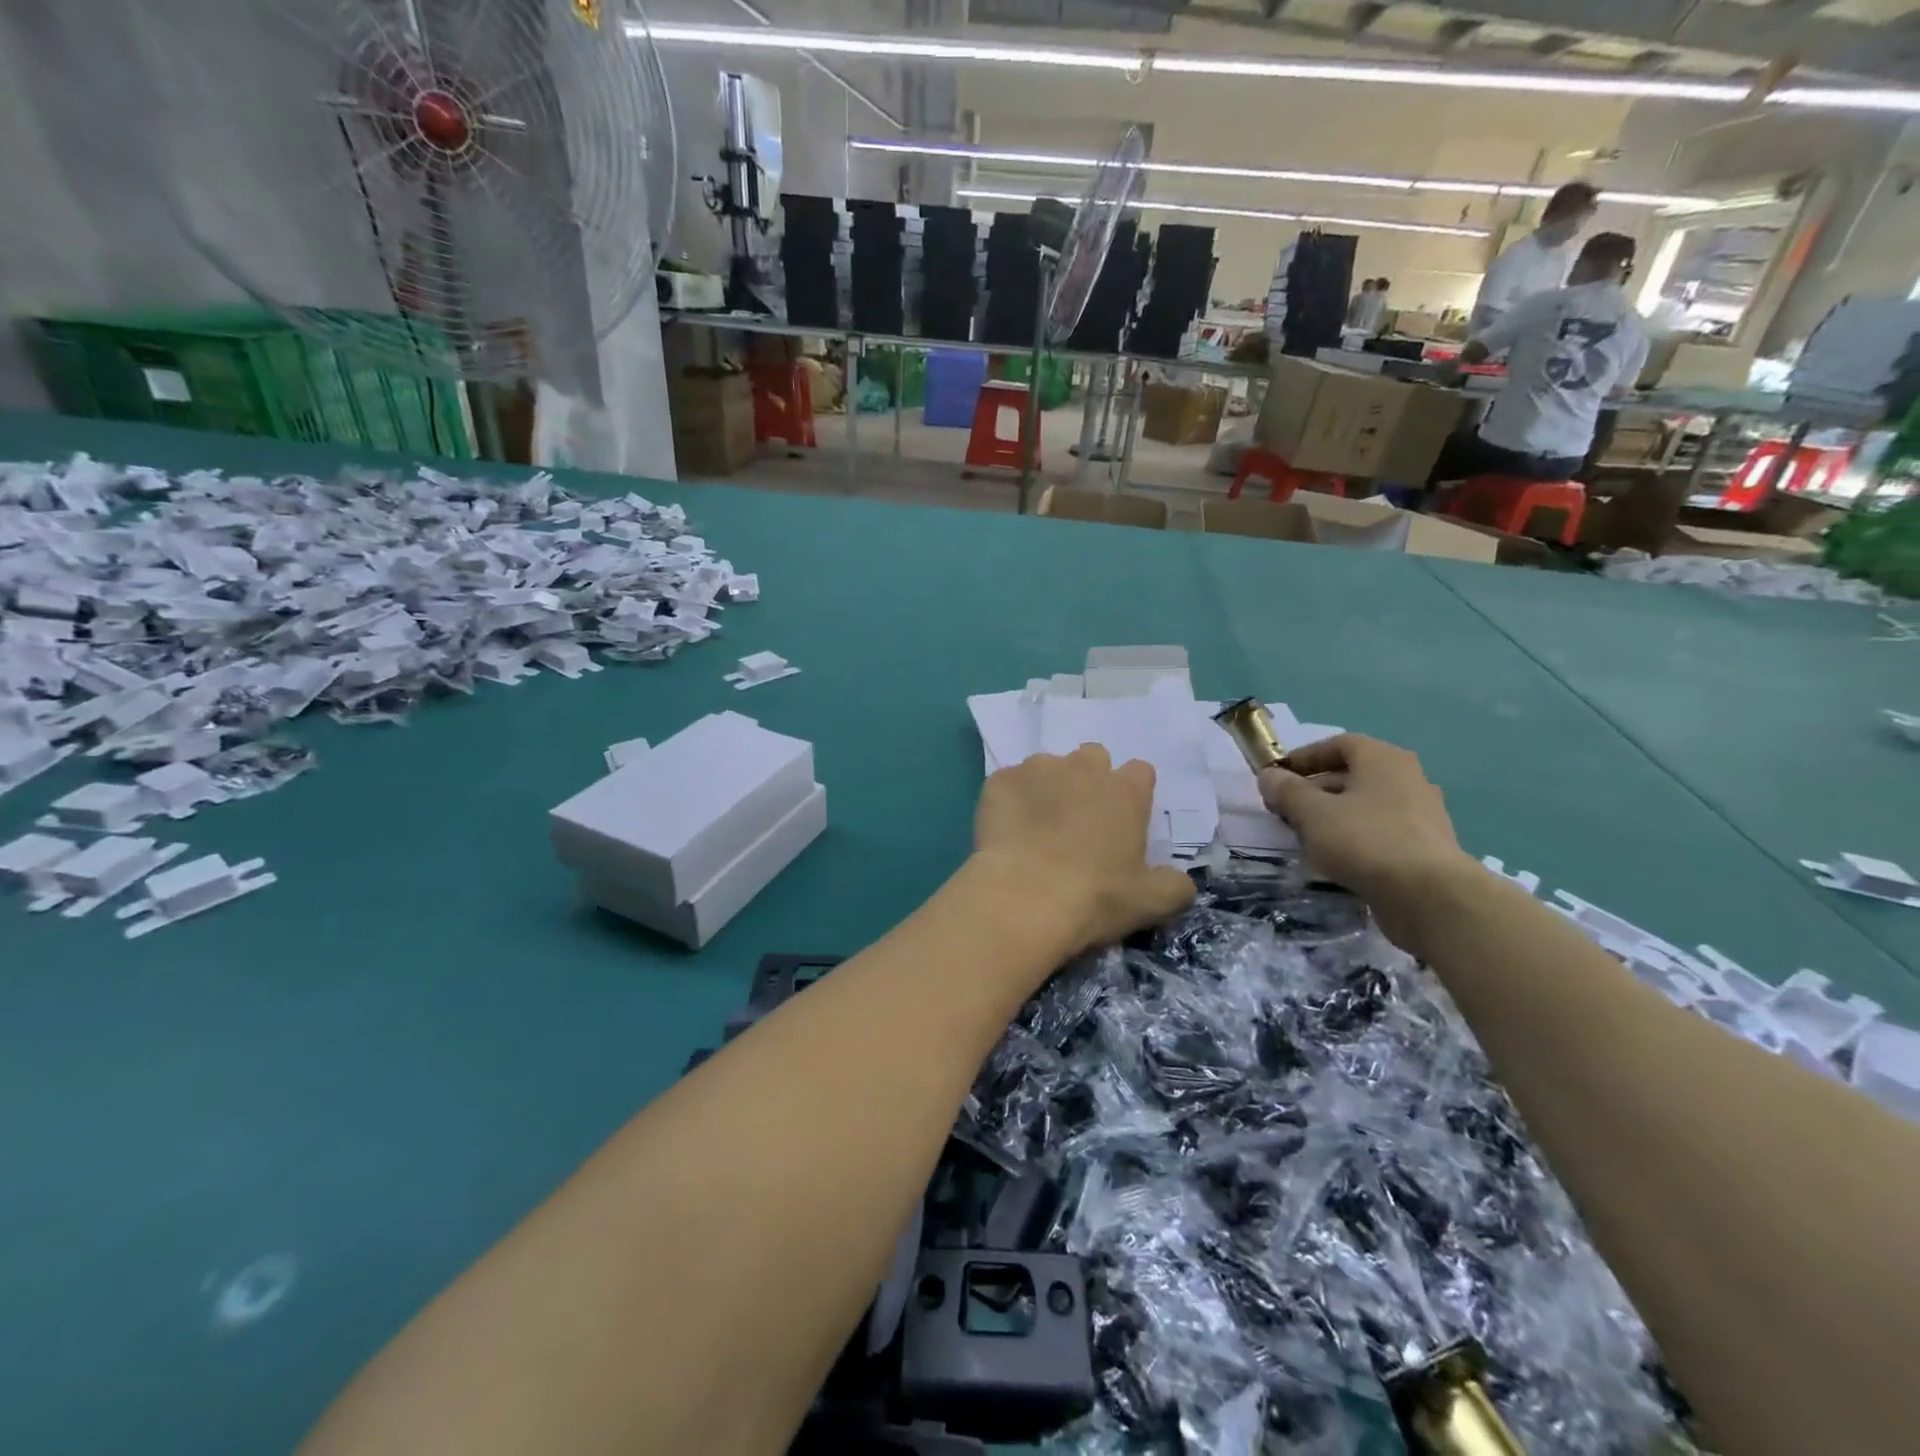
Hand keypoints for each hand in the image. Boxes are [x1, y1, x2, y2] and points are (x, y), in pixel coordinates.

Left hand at [973, 745, 1195, 956]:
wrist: (1023, 897)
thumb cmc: (1095, 897)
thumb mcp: (1150, 903)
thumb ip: (1174, 886)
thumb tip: (1180, 881)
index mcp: (1126, 791)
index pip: (1140, 771)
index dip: (1132, 793)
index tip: (1122, 820)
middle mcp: (1083, 768)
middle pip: (1093, 758)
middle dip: (1089, 780)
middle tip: (1079, 820)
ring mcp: (1037, 769)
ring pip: (1047, 766)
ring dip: (1048, 787)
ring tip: (1037, 826)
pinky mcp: (999, 780)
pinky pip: (1009, 782)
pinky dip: (1010, 800)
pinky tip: (1007, 831)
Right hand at [1257, 734, 1475, 950]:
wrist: (1430, 897)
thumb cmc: (1365, 840)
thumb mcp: (1312, 813)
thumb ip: (1286, 791)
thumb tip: (1269, 777)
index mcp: (1383, 759)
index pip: (1338, 744)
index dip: (1304, 757)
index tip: (1277, 777)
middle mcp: (1406, 778)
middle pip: (1351, 775)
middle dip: (1313, 790)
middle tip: (1284, 810)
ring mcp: (1420, 814)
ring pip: (1364, 806)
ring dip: (1331, 816)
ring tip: (1303, 837)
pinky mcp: (1423, 848)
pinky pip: (1378, 832)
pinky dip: (1353, 838)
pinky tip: (1334, 859)